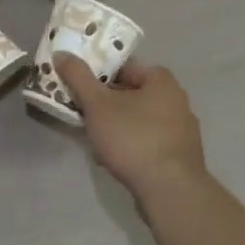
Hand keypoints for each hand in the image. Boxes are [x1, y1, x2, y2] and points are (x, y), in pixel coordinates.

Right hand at [54, 53, 208, 202]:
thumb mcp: (97, 104)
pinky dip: (130, 144)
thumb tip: (62, 54)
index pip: (123, 66)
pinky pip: (148, 140)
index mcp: (161, 80)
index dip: (97, 74)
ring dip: (116, 125)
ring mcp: (182, 129)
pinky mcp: (180, 154)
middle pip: (130, 93)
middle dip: (104, 103)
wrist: (169, 190)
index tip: (78, 88)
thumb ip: (78, 77)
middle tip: (82, 114)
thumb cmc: (132, 138)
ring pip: (138, 118)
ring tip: (95, 139)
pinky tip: (114, 158)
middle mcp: (177, 99)